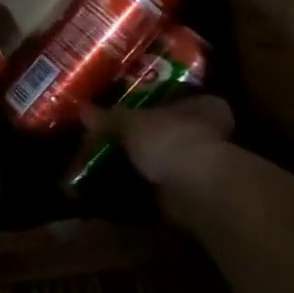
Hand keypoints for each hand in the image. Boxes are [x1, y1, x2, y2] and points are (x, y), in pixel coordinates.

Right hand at [83, 95, 234, 187]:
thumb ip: (108, 117)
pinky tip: (113, 191)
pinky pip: (157, 189)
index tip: (129, 109)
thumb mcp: (130, 122)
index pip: (181, 98)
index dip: (154, 103)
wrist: (192, 190)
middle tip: (110, 139)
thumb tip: (82, 109)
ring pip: (164, 162)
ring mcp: (202, 167)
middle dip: (142, 139)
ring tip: (105, 167)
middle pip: (169, 132)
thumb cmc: (169, 139)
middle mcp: (210, 133)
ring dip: (139, 167)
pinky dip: (137, 191)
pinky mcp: (191, 195)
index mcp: (204, 106)